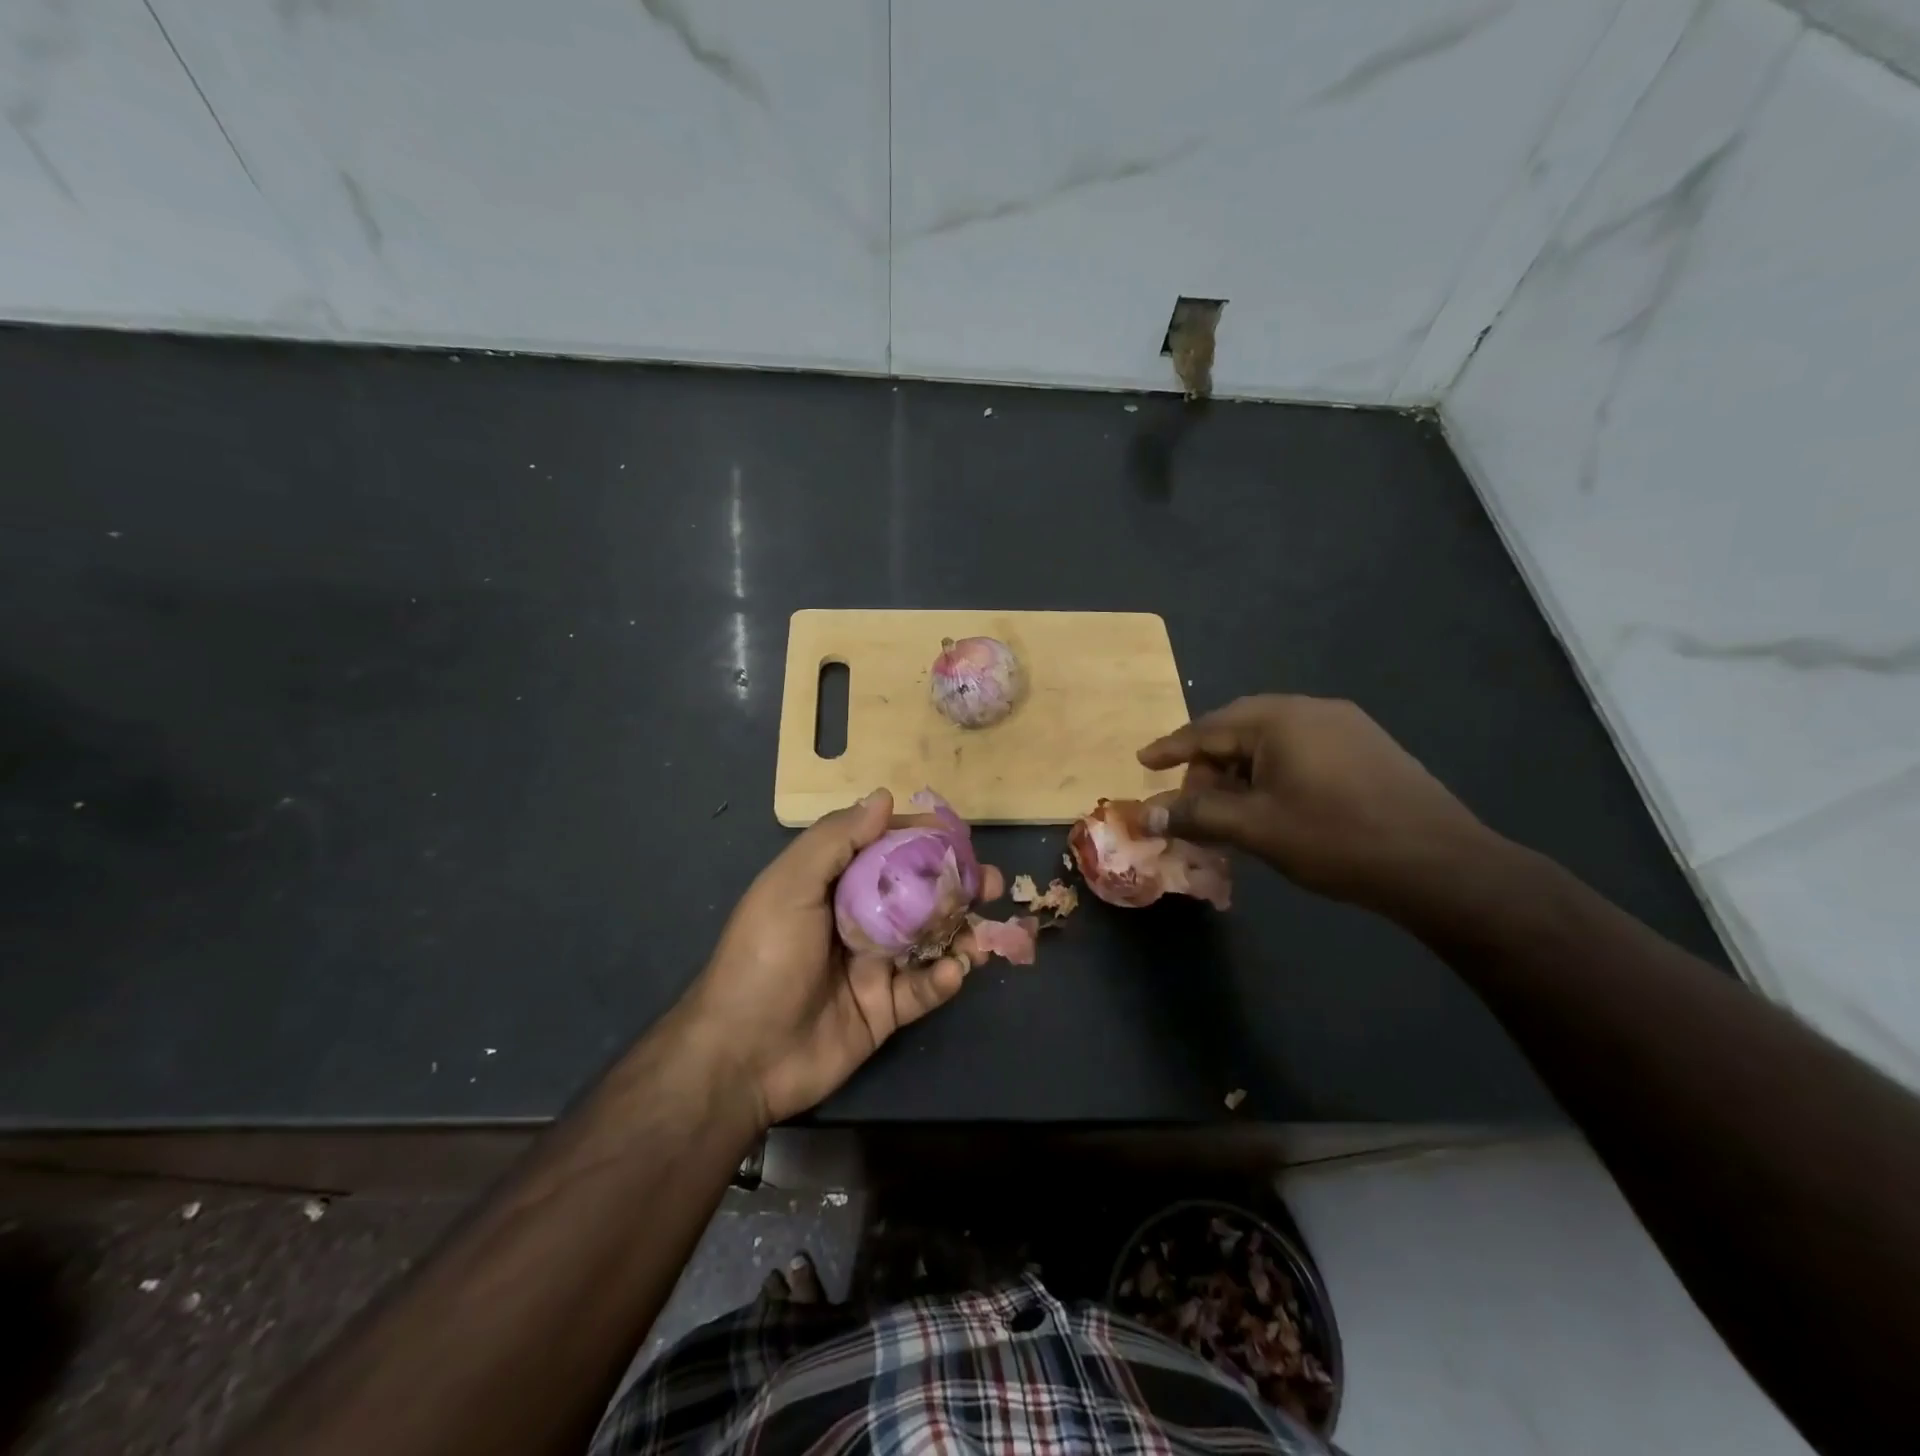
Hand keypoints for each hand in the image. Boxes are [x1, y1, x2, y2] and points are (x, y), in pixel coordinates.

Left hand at [683, 790, 999, 1127]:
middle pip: (917, 893)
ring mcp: (874, 966)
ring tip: (983, 932)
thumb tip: (883, 797)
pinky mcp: (886, 1010)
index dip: (920, 837)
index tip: (957, 834)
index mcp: (833, 886)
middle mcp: (858, 920)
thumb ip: (836, 840)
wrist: (741, 1056)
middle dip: (956, 885)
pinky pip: (924, 989)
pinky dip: (943, 979)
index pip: (884, 849)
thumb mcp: (790, 886)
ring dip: (961, 931)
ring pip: (930, 940)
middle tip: (989, 882)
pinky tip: (952, 972)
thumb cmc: (764, 957)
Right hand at [1137, 695, 1490, 909]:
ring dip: (1240, 770)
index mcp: (1280, 719)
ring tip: (1228, 807)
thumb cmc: (1336, 839)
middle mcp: (1312, 709)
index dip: (1171, 749)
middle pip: (1239, 729)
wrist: (1440, 865)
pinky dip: (1273, 772)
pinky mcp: (1367, 747)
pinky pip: (1301, 750)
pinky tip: (1272, 804)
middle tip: (1188, 797)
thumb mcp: (1256, 829)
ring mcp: (1346, 726)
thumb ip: (1196, 815)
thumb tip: (1144, 814)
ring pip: (1272, 741)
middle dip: (1207, 762)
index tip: (1142, 762)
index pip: (1208, 729)